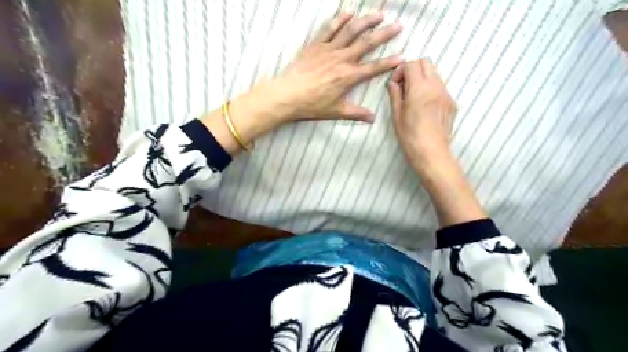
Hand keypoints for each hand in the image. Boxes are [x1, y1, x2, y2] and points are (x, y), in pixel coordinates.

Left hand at [201, 12, 402, 155]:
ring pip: (350, 31)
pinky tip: (348, 13)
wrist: (288, 95)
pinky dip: (339, 19)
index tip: (401, 57)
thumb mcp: (336, 111)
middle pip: (366, 43)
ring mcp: (328, 50)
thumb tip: (372, 118)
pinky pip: (329, 28)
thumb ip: (356, 113)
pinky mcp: (316, 45)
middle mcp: (342, 59)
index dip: (388, 63)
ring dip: (366, 21)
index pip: (373, 68)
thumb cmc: (312, 105)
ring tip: (378, 14)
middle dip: (384, 34)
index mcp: (348, 76)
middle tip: (397, 25)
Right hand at [388, 60, 457, 172]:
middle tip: (405, 86)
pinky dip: (431, 89)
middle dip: (413, 69)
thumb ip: (395, 95)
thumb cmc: (410, 136)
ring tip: (415, 97)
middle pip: (426, 63)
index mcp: (419, 89)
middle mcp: (436, 86)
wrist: (431, 152)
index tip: (396, 84)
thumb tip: (393, 83)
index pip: (411, 64)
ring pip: (435, 74)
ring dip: (423, 78)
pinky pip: (441, 87)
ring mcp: (446, 94)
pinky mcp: (452, 103)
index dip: (400, 70)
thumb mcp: (397, 115)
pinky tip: (425, 106)